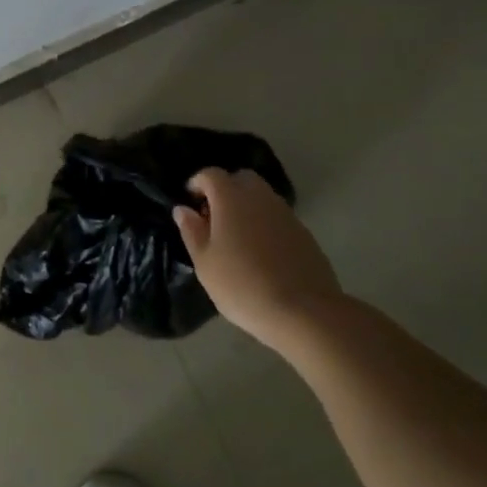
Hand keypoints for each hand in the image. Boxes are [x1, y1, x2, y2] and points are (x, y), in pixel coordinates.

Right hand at [174, 169, 344, 343]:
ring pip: (261, 197)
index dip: (197, 183)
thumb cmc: (242, 285)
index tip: (190, 203)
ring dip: (246, 206)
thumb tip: (183, 209)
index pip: (211, 174)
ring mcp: (286, 213)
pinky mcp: (304, 232)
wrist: (303, 311)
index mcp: (231, 198)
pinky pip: (277, 216)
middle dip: (225, 190)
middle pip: (241, 178)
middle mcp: (260, 197)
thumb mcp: (205, 262)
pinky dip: (265, 223)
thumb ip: (192, 231)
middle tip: (214, 218)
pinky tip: (261, 252)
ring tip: (236, 238)